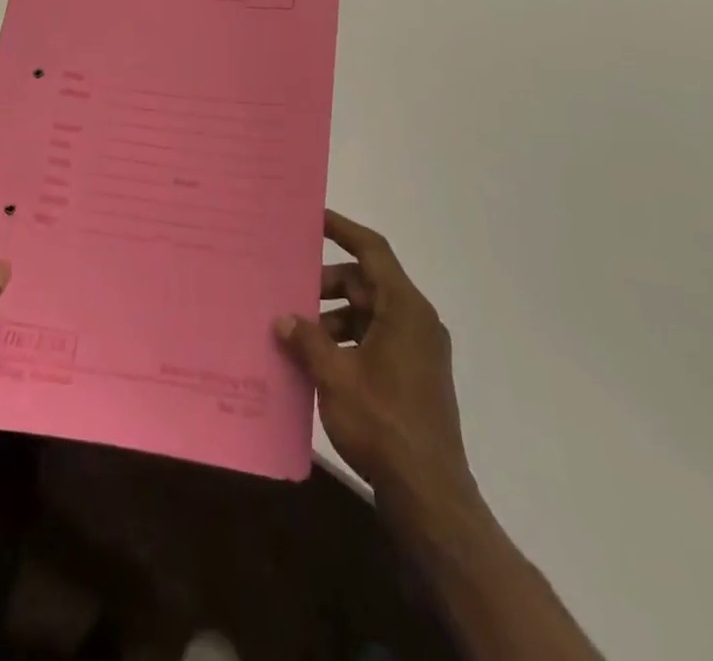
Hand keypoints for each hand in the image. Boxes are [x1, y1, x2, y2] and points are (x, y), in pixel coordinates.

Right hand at [275, 210, 468, 502]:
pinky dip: (348, 341)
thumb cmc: (383, 423)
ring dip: (334, 317)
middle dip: (327, 285)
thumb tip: (283, 319)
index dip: (343, 229)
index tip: (313, 218)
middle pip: (367, 283)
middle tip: (290, 292)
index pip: (373, 250)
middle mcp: (417, 320)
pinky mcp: (415, 375)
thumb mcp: (335, 376)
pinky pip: (377, 339)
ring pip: (370, 313)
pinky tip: (319, 362)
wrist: (429, 495)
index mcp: (405, 308)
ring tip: (298, 334)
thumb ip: (307, 340)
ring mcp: (419, 350)